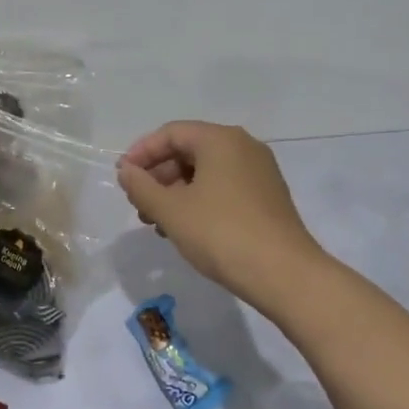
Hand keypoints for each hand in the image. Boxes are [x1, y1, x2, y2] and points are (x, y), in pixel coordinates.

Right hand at [117, 121, 325, 309]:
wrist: (285, 275)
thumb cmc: (221, 233)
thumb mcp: (171, 210)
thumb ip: (141, 186)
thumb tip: (126, 171)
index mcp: (220, 139)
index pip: (171, 133)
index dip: (141, 153)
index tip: (123, 178)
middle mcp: (243, 147)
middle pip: (189, 150)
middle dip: (158, 176)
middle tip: (138, 206)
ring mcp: (260, 172)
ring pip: (206, 172)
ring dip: (176, 192)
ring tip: (158, 224)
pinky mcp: (268, 197)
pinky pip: (224, 187)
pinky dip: (199, 201)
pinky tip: (186, 229)